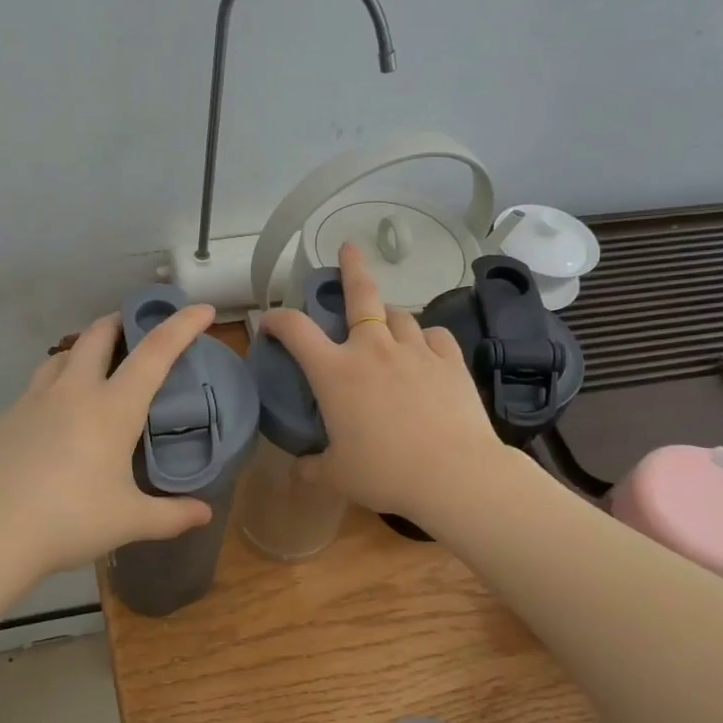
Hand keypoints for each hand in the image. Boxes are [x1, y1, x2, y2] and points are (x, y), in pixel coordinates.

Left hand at [0, 303, 216, 577]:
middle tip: (135, 330)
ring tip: (95, 367)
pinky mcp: (7, 417)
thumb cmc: (69, 520)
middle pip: (98, 334)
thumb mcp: (129, 521)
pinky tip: (57, 415)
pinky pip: (38, 385)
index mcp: (112, 408)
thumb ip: (171, 515)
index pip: (155, 352)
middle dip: (121, 321)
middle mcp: (73, 391)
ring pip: (63, 354)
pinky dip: (57, 382)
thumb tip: (204, 514)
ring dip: (84, 349)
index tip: (201, 309)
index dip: (181, 326)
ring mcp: (34, 400)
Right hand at [260, 242, 504, 524]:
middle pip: (361, 294)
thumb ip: (313, 467)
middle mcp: (373, 349)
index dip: (276, 319)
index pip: (295, 329)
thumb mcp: (338, 475)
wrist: (453, 474)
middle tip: (349, 247)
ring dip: (388, 317)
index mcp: (335, 372)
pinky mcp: (450, 360)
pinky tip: (425, 350)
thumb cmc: (385, 472)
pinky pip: (435, 336)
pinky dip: (425, 339)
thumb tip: (298, 470)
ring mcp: (415, 350)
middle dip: (352, 267)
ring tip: (386, 326)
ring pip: (399, 315)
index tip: (268, 322)